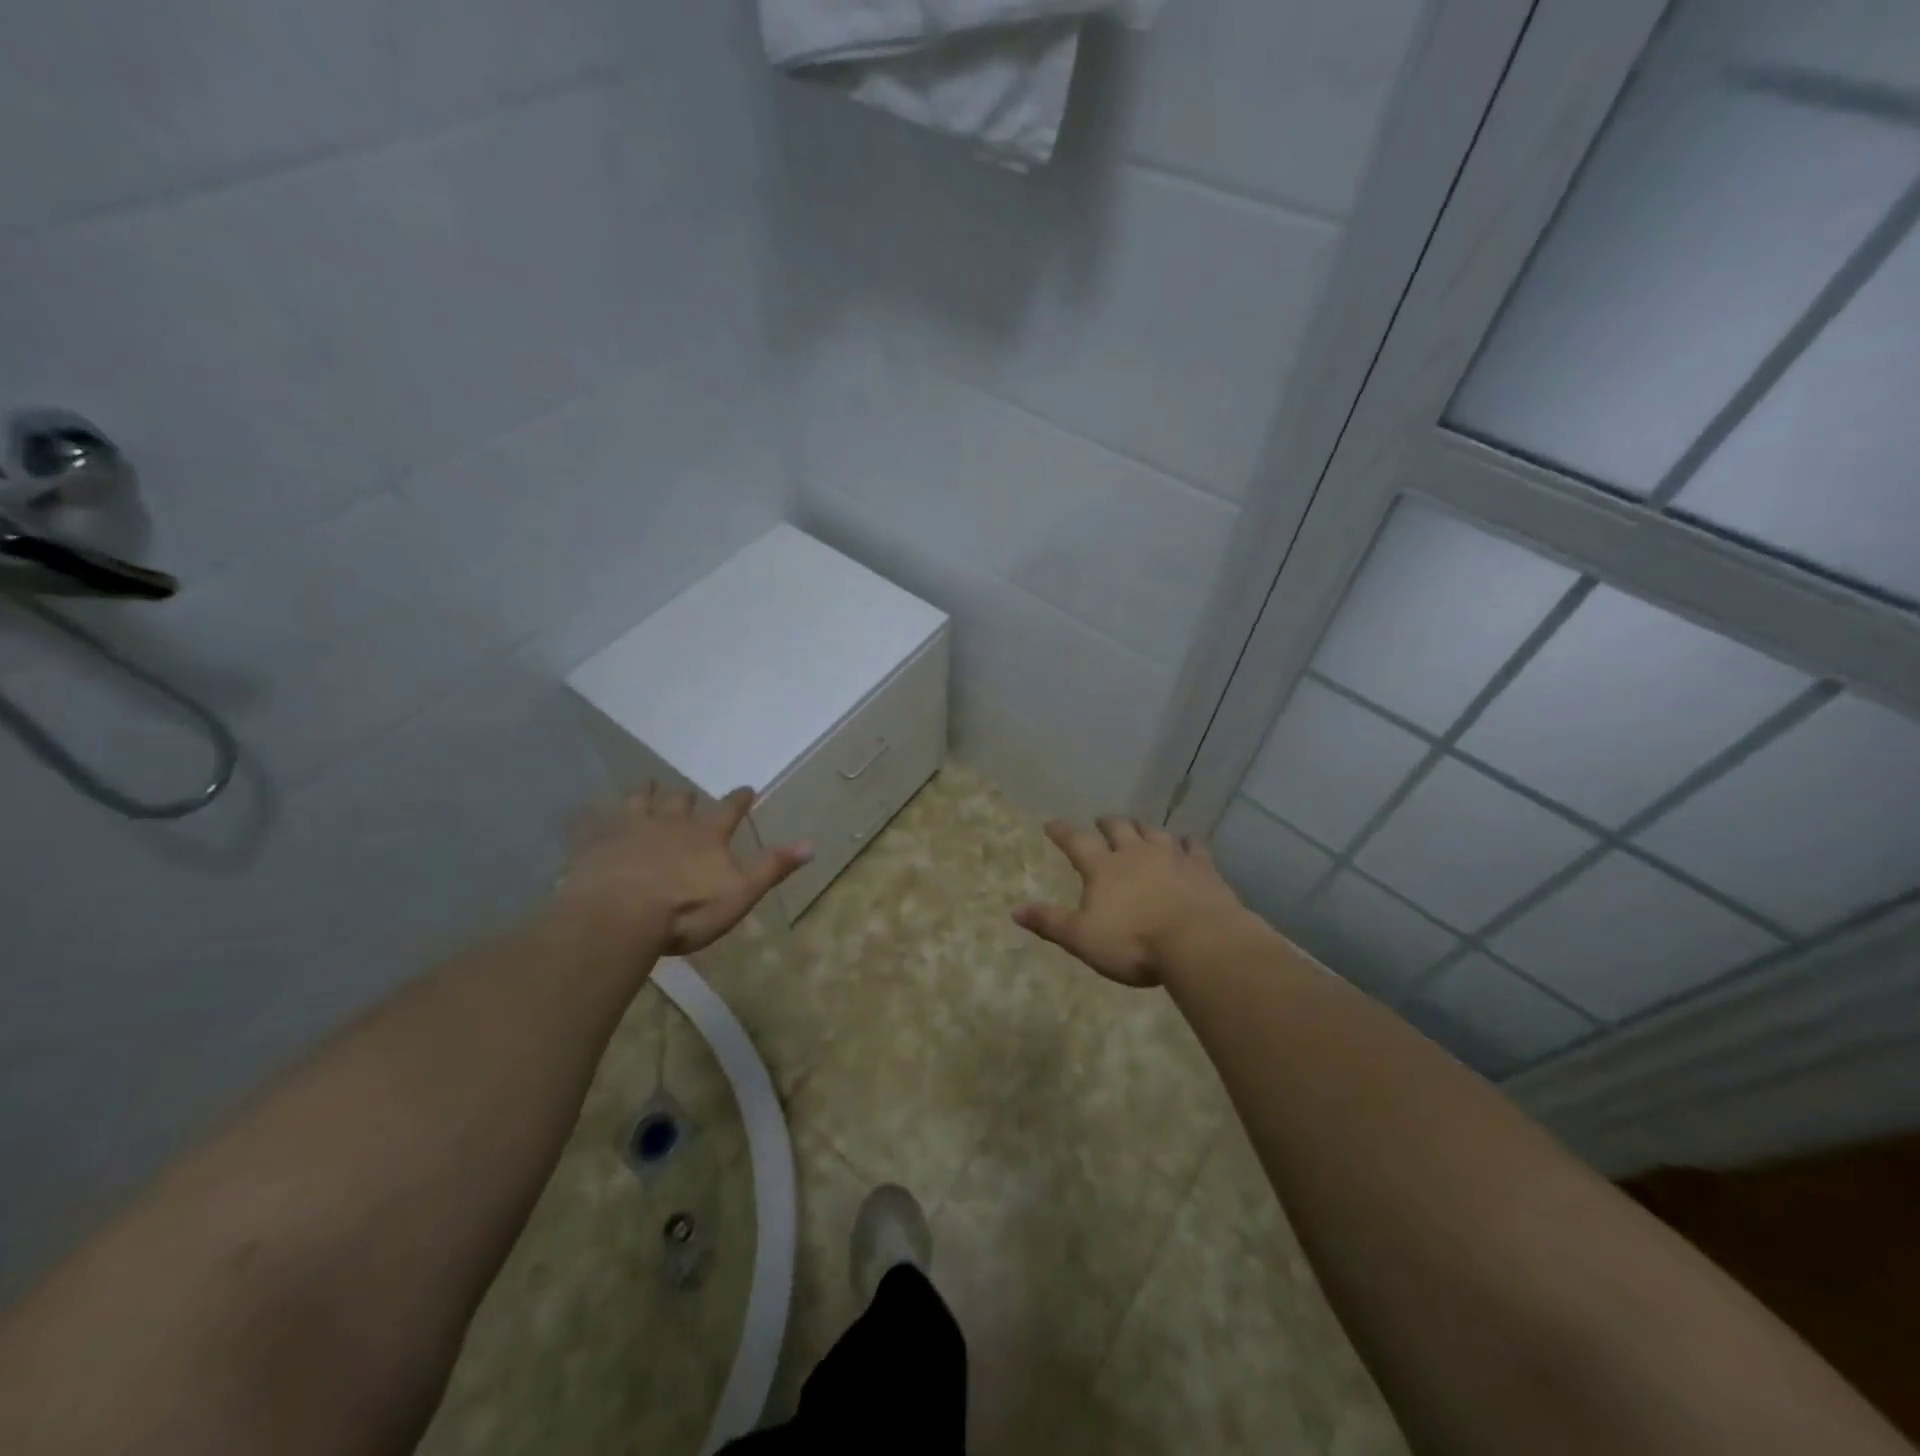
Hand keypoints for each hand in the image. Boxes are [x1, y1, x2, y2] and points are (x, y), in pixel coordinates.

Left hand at [557, 786, 810, 954]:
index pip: (729, 810)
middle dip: (686, 797)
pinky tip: (583, 813)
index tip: (747, 788)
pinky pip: (591, 824)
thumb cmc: (686, 910)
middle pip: (681, 801)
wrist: (619, 917)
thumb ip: (773, 867)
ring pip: (638, 802)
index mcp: (707, 835)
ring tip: (645, 784)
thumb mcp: (740, 893)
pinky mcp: (594, 844)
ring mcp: (629, 830)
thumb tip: (811, 844)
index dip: (739, 799)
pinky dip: (590, 817)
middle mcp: (670, 823)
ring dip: (644, 794)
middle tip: (687, 792)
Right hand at [1013, 817, 1251, 986]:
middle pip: (1119, 828)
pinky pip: (1193, 846)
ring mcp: (1171, 856)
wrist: (1199, 942)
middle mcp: (1135, 853)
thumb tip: (1015, 911)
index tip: (1051, 824)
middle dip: (1107, 823)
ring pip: (1154, 832)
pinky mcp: (1202, 868)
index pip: (1076, 842)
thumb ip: (1050, 922)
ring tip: (1139, 828)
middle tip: (1101, 822)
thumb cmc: (1134, 943)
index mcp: (1103, 868)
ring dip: (1143, 828)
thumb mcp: (1082, 938)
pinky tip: (1187, 843)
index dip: (1062, 832)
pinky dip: (1187, 842)